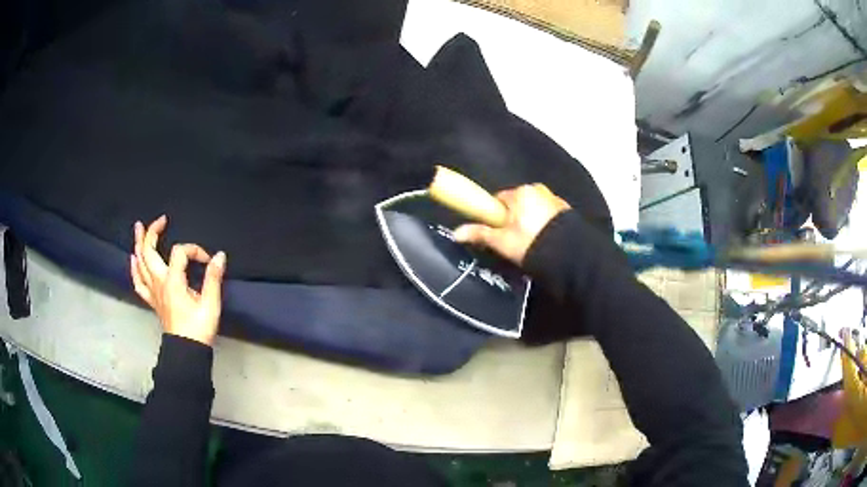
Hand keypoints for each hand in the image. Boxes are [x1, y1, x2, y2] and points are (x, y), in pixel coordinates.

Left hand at [130, 215, 226, 345]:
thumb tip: (219, 256)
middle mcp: (159, 283)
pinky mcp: (152, 301)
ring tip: (138, 228)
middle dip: (153, 232)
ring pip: (140, 264)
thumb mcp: (210, 304)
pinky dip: (134, 269)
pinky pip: (138, 282)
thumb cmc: (199, 328)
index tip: (208, 260)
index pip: (179, 252)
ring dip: (138, 244)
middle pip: (149, 251)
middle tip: (161, 220)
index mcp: (172, 281)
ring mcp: (153, 292)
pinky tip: (133, 260)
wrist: (186, 351)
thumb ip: (213, 278)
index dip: (194, 250)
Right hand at [453, 184, 569, 264]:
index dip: (495, 215)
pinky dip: (544, 225)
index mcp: (520, 192)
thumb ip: (480, 233)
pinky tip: (545, 241)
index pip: (499, 199)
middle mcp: (538, 189)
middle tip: (513, 241)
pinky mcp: (566, 211)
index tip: (496, 231)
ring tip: (531, 243)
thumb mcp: (502, 241)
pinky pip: (548, 215)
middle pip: (517, 204)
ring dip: (530, 222)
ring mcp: (554, 199)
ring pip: (533, 210)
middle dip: (513, 219)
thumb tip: (456, 233)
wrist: (569, 255)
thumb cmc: (531, 244)